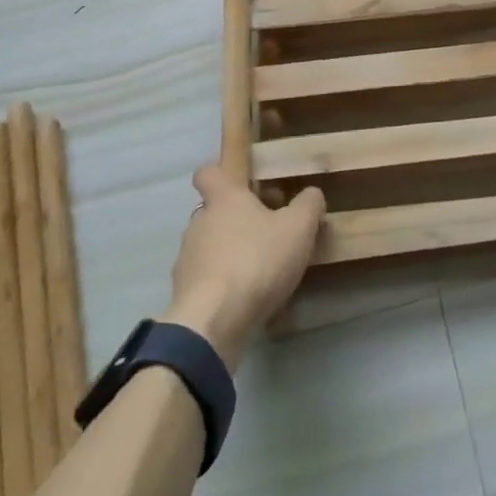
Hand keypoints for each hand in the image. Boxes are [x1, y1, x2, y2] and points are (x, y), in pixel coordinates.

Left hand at [160, 164, 324, 370]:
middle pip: (215, 212)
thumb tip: (311, 194)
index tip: (242, 183)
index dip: (222, 174)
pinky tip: (248, 299)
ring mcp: (187, 260)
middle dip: (239, 219)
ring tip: (262, 271)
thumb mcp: (299, 228)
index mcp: (224, 199)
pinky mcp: (184, 294)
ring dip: (232, 252)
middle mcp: (199, 223)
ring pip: (210, 246)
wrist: (212, 323)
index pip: (208, 173)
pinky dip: (224, 284)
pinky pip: (208, 280)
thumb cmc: (256, 261)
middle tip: (270, 231)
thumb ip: (308, 204)